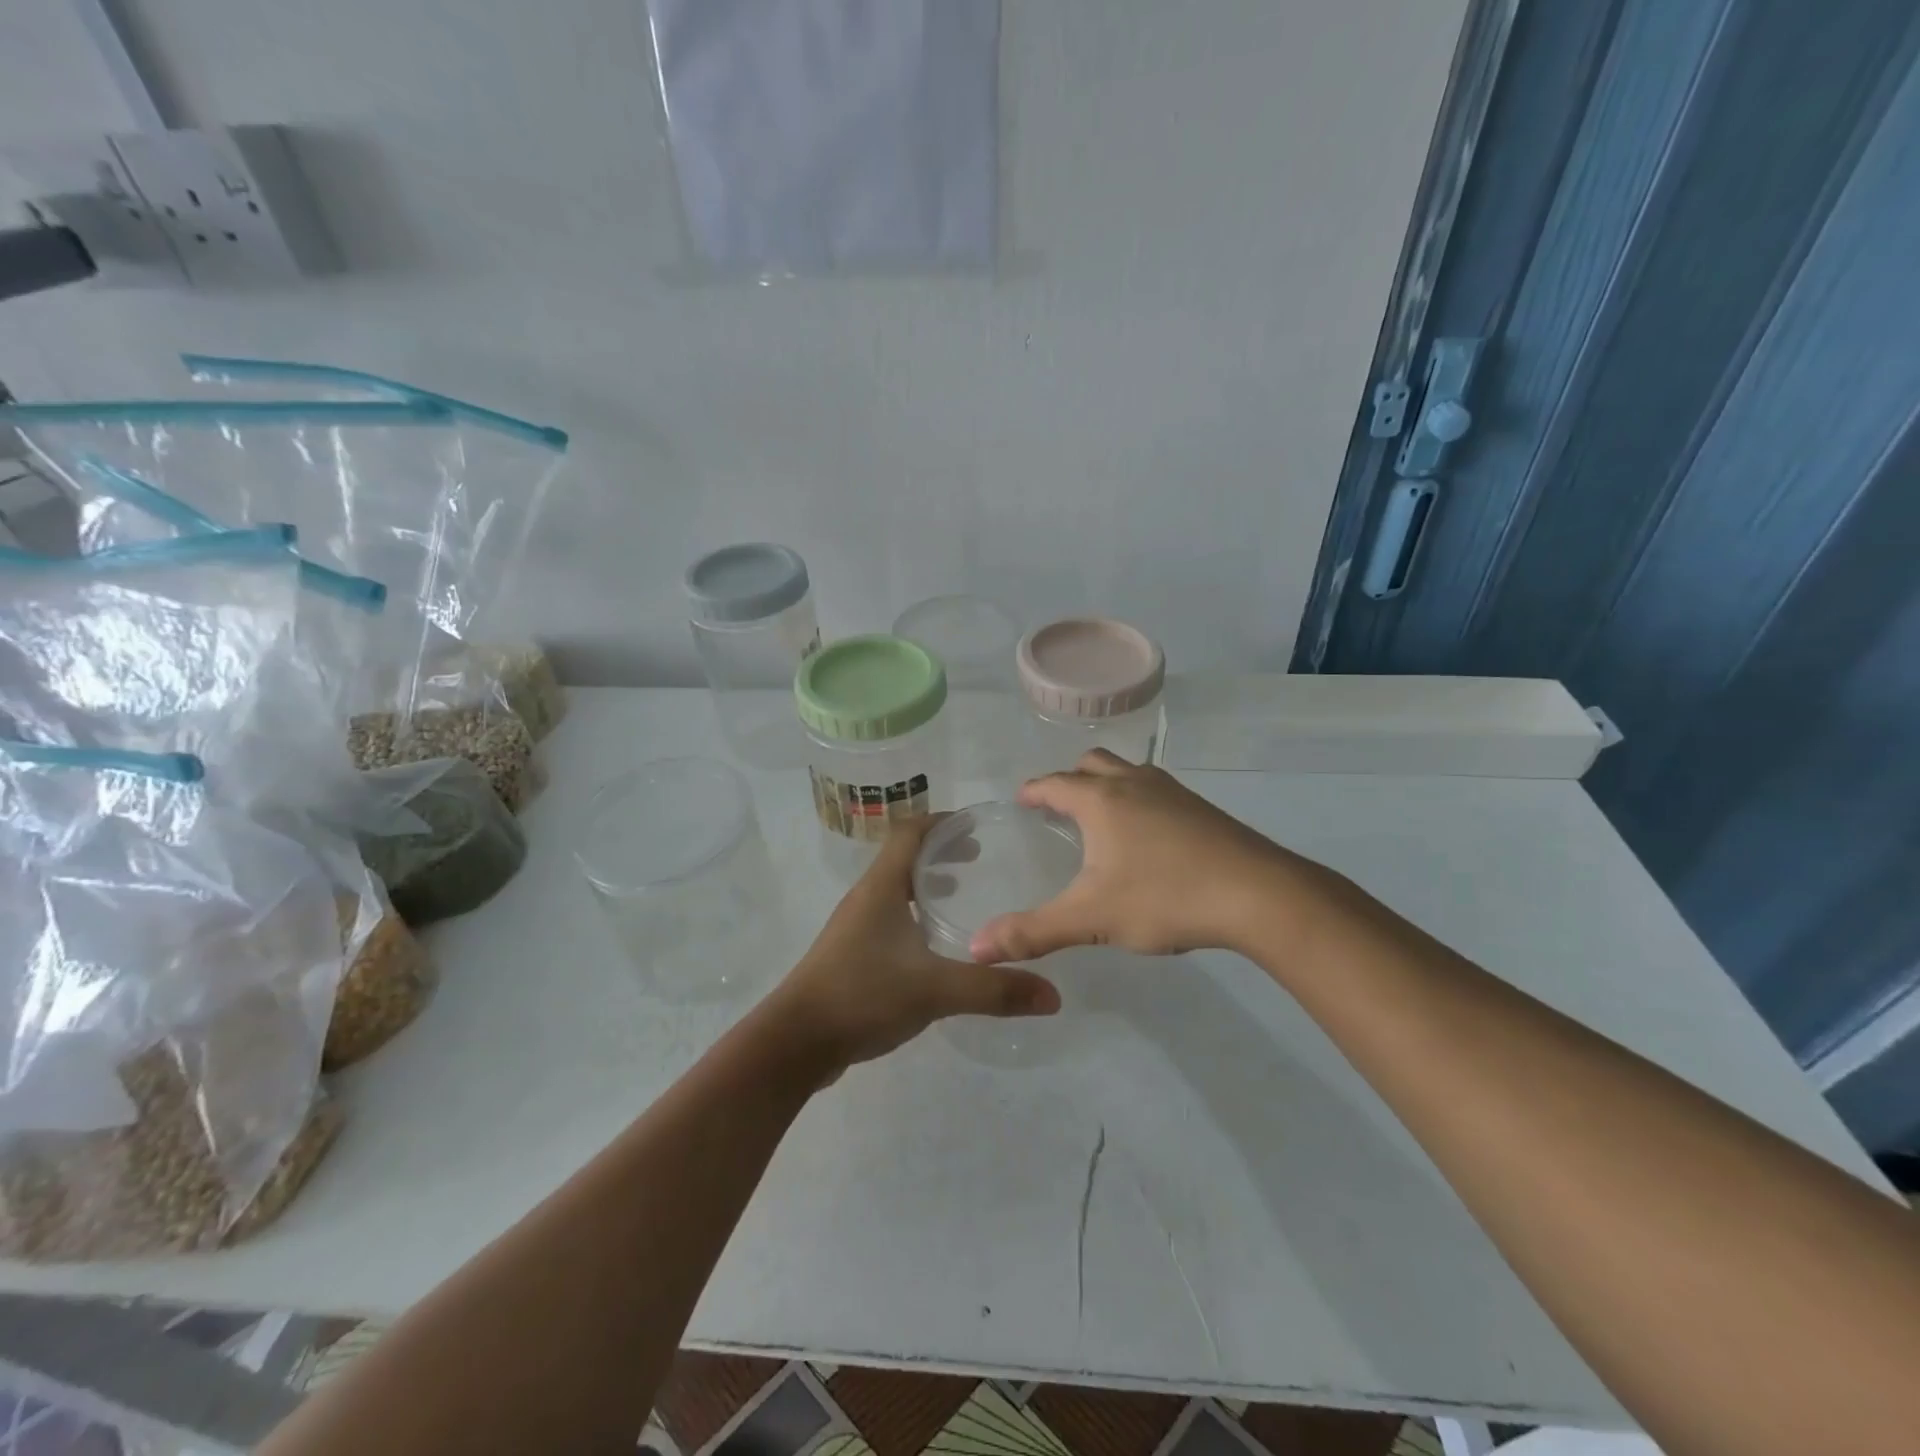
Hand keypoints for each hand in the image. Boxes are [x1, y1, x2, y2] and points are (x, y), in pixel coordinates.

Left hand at [767, 817, 1061, 1072]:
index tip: (977, 825)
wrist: (795, 1042)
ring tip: (962, 892)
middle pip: (904, 856)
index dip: (942, 821)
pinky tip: (934, 945)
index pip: (910, 831)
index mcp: (881, 886)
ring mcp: (855, 927)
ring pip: (896, 889)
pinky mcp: (851, 955)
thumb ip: (994, 989)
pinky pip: (889, 918)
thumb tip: (1053, 994)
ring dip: (927, 883)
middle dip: (941, 851)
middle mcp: (866, 897)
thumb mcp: (935, 990)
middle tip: (980, 858)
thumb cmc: (862, 995)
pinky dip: (915, 914)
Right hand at [970, 749, 1306, 961]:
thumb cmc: (1165, 897)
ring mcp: (1173, 792)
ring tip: (1101, 817)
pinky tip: (1148, 838)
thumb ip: (1032, 932)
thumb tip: (976, 949)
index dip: (1033, 790)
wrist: (1259, 895)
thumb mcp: (1091, 919)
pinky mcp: (1202, 809)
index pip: (1054, 783)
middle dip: (1070, 778)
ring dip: (1107, 785)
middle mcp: (1134, 784)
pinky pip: (1156, 790)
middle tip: (1058, 806)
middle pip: (1093, 763)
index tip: (1021, 799)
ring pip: (1129, 772)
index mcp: (1101, 800)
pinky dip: (1138, 800)